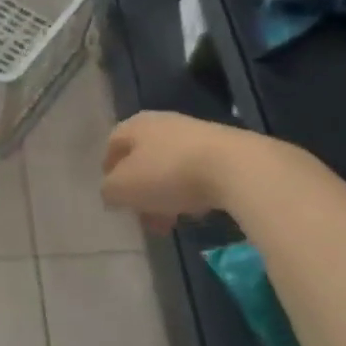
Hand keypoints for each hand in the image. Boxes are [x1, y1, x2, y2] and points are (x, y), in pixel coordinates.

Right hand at [100, 111, 254, 231]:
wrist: (235, 167)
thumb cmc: (168, 173)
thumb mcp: (123, 188)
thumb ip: (109, 191)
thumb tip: (111, 192)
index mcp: (136, 125)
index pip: (113, 144)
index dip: (109, 170)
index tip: (113, 196)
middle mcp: (163, 123)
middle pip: (142, 159)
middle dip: (140, 190)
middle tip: (142, 217)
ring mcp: (195, 134)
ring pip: (169, 168)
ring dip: (164, 195)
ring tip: (170, 222)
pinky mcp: (223, 150)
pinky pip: (196, 173)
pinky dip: (190, 192)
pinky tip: (195, 212)